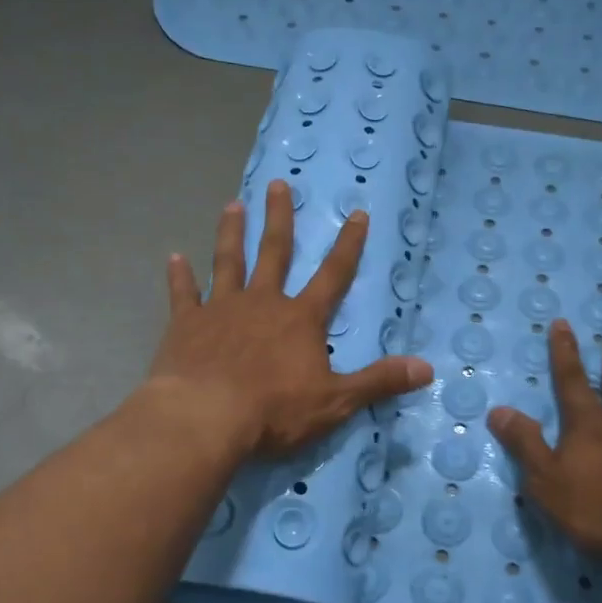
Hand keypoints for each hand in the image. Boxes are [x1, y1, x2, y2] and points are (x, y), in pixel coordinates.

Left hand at [149, 179, 434, 458]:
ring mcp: (220, 309)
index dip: (348, 245)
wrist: (205, 417)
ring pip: (228, 262)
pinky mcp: (186, 325)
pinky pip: (183, 294)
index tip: (357, 213)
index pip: (333, 275)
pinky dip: (179, 276)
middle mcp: (262, 303)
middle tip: (278, 185)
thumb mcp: (336, 401)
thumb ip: (379, 381)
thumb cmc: (275, 410)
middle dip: (280, 219)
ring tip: (232, 205)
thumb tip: (427, 368)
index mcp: (300, 319)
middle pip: (275, 253)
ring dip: (231, 234)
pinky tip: (174, 258)